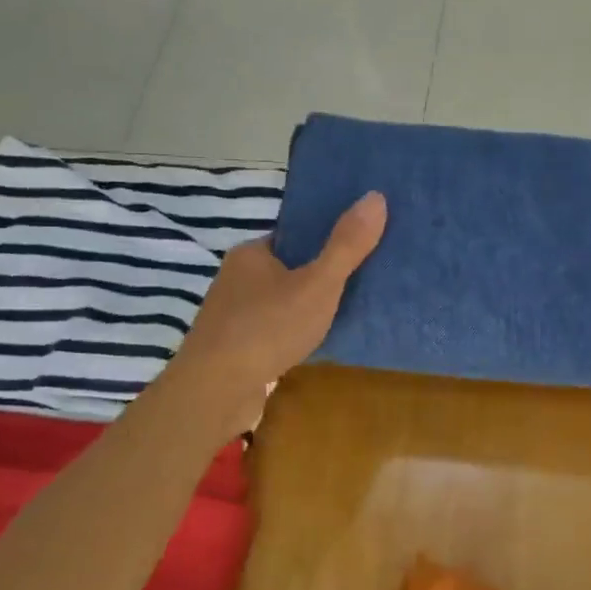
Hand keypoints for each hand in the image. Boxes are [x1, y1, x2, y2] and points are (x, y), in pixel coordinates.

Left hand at [163, 191, 387, 439]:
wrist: (215, 393)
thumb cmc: (267, 329)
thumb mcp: (318, 284)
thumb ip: (347, 245)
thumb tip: (376, 196)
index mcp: (252, 253)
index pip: (294, 234)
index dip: (325, 236)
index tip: (358, 242)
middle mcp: (236, 278)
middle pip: (289, 267)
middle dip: (320, 272)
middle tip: (362, 278)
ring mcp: (233, 315)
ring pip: (281, 300)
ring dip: (307, 305)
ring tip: (347, 310)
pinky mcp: (235, 348)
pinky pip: (274, 329)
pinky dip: (295, 332)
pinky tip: (317, 341)